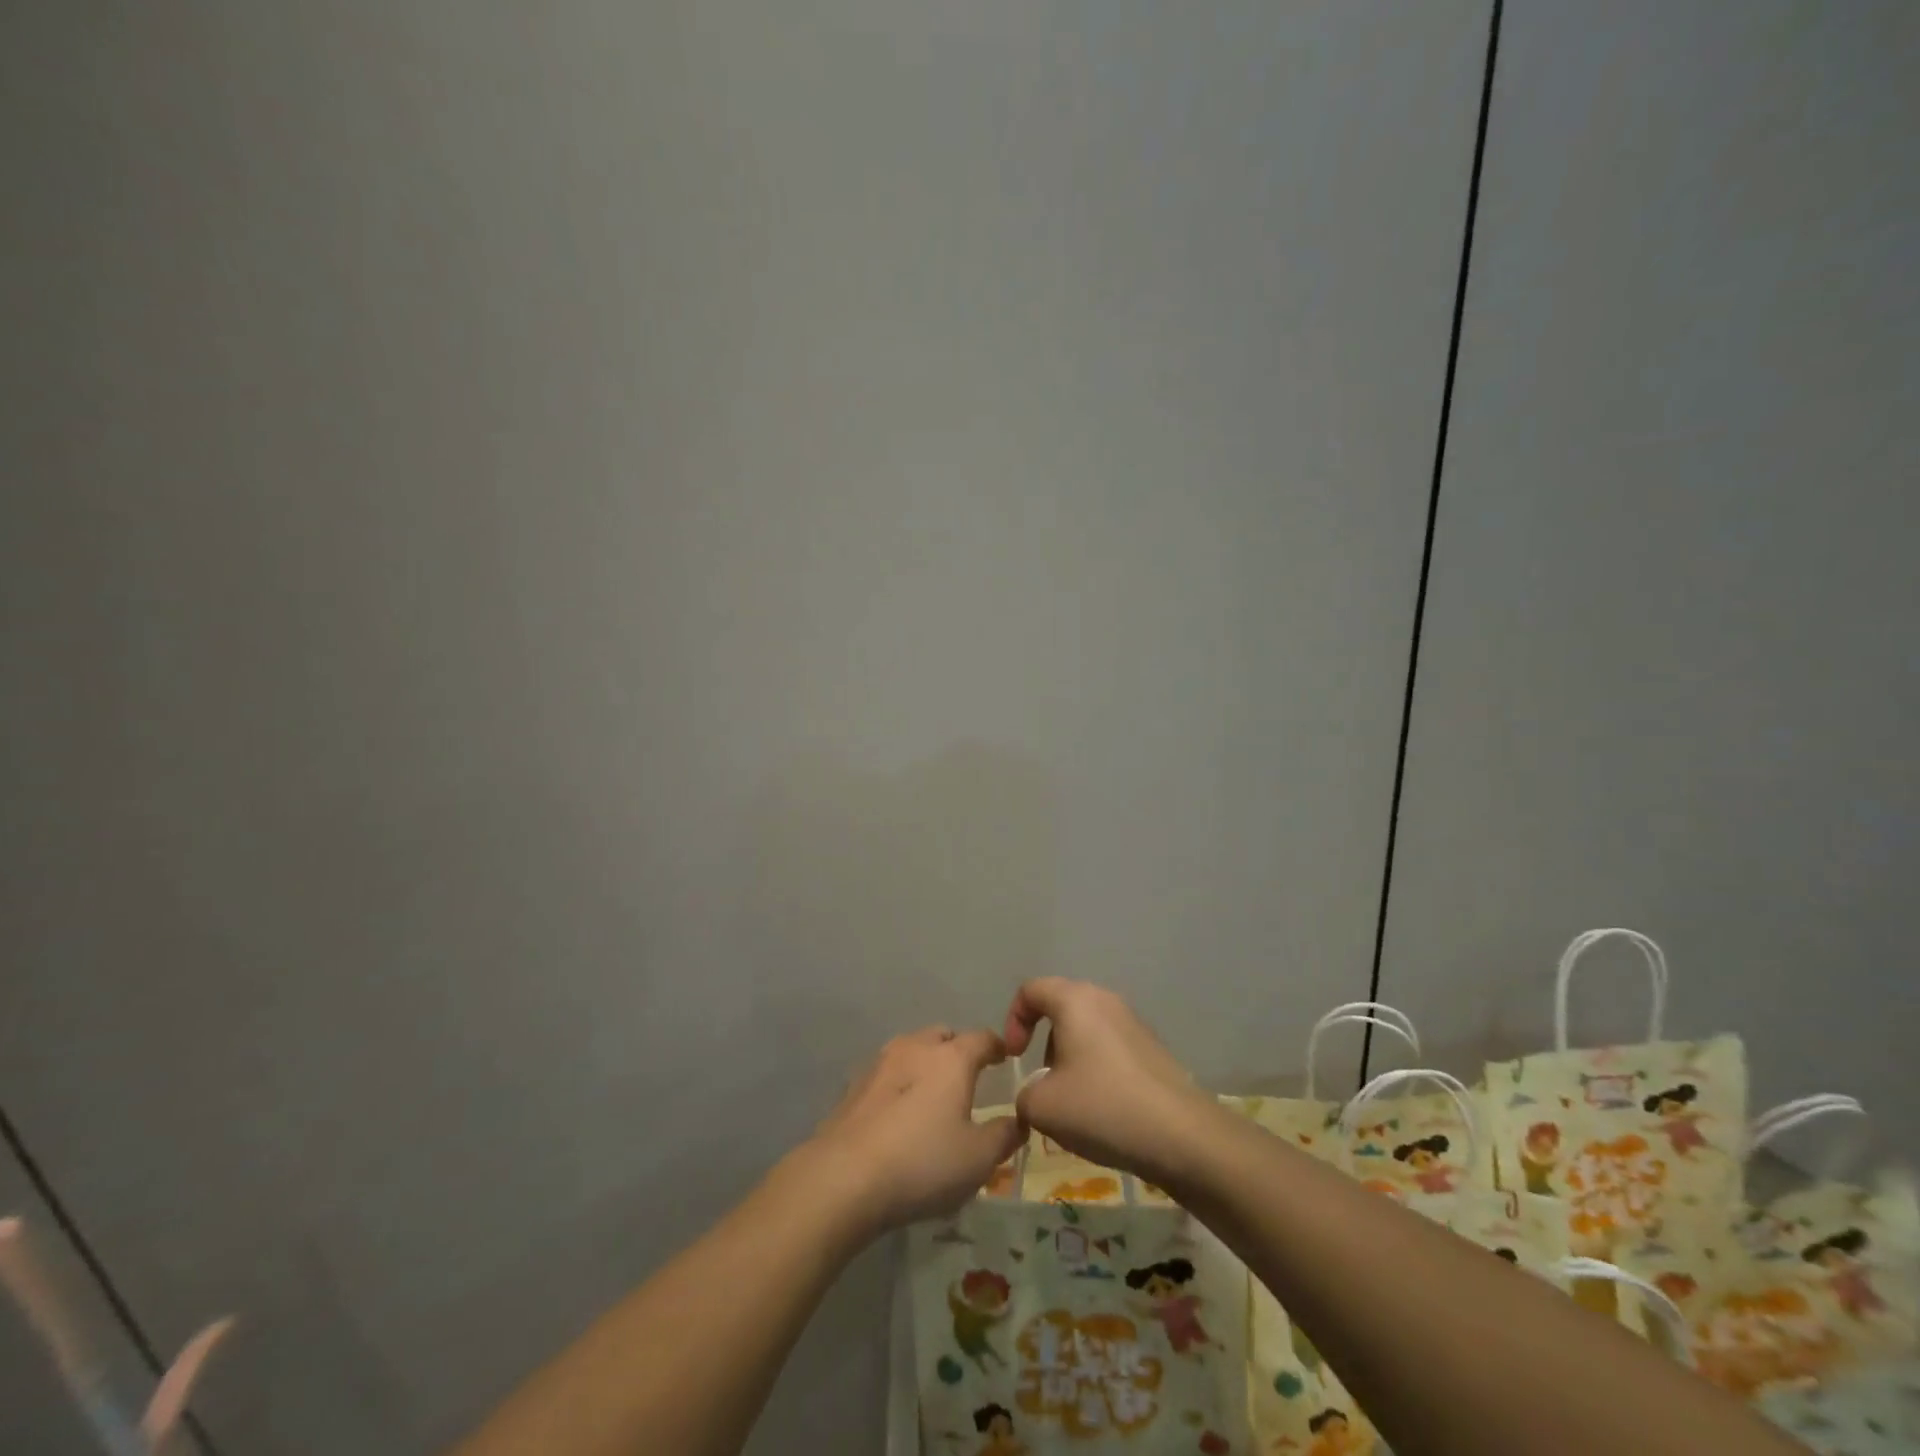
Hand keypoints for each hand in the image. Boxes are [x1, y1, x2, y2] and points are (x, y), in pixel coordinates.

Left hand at [804, 1027, 1025, 1235]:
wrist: (844, 1177)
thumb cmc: (922, 1162)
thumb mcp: (978, 1159)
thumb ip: (1004, 1136)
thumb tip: (1018, 1121)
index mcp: (951, 1058)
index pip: (982, 1038)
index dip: (997, 1046)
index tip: (1005, 1057)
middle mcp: (915, 1048)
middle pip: (943, 1036)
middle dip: (958, 1050)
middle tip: (967, 1076)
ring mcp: (880, 1063)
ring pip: (911, 1049)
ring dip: (925, 1063)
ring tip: (931, 1094)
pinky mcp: (853, 1085)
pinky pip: (886, 1073)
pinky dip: (899, 1083)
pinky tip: (898, 1113)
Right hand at [1002, 979, 1216, 1187]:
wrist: (1182, 1136)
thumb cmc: (1102, 1108)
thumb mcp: (1042, 1107)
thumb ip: (1024, 1094)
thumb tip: (1036, 1094)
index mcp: (1075, 1000)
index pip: (1031, 990)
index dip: (1013, 1020)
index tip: (1014, 1058)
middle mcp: (1105, 1000)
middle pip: (1061, 1008)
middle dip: (1044, 1043)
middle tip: (1043, 1082)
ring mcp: (1134, 1023)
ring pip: (1087, 1030)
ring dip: (1071, 1059)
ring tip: (1074, 1102)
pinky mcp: (1153, 1048)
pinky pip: (1111, 1048)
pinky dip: (1097, 1070)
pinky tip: (1104, 1110)